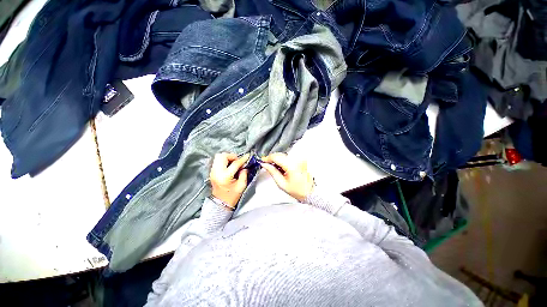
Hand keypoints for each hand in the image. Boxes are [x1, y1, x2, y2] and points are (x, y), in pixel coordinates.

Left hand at [210, 153, 249, 207]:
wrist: (220, 203)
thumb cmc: (232, 196)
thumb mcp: (241, 185)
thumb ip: (244, 173)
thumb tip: (244, 165)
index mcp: (225, 176)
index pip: (235, 163)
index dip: (242, 159)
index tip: (247, 156)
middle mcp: (217, 172)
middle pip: (223, 156)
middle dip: (232, 156)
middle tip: (238, 161)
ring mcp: (213, 172)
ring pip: (218, 157)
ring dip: (227, 157)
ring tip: (234, 163)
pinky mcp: (212, 172)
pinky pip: (217, 161)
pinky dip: (224, 160)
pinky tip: (229, 166)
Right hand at [261, 153, 313, 201]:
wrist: (310, 192)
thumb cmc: (298, 191)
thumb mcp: (281, 183)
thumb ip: (272, 172)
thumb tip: (265, 165)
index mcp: (292, 166)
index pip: (276, 157)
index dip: (268, 158)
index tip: (263, 160)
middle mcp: (297, 160)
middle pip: (280, 154)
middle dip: (272, 158)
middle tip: (267, 164)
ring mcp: (300, 159)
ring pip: (284, 155)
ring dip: (277, 159)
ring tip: (275, 167)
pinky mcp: (302, 159)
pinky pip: (289, 157)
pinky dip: (284, 160)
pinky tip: (282, 167)